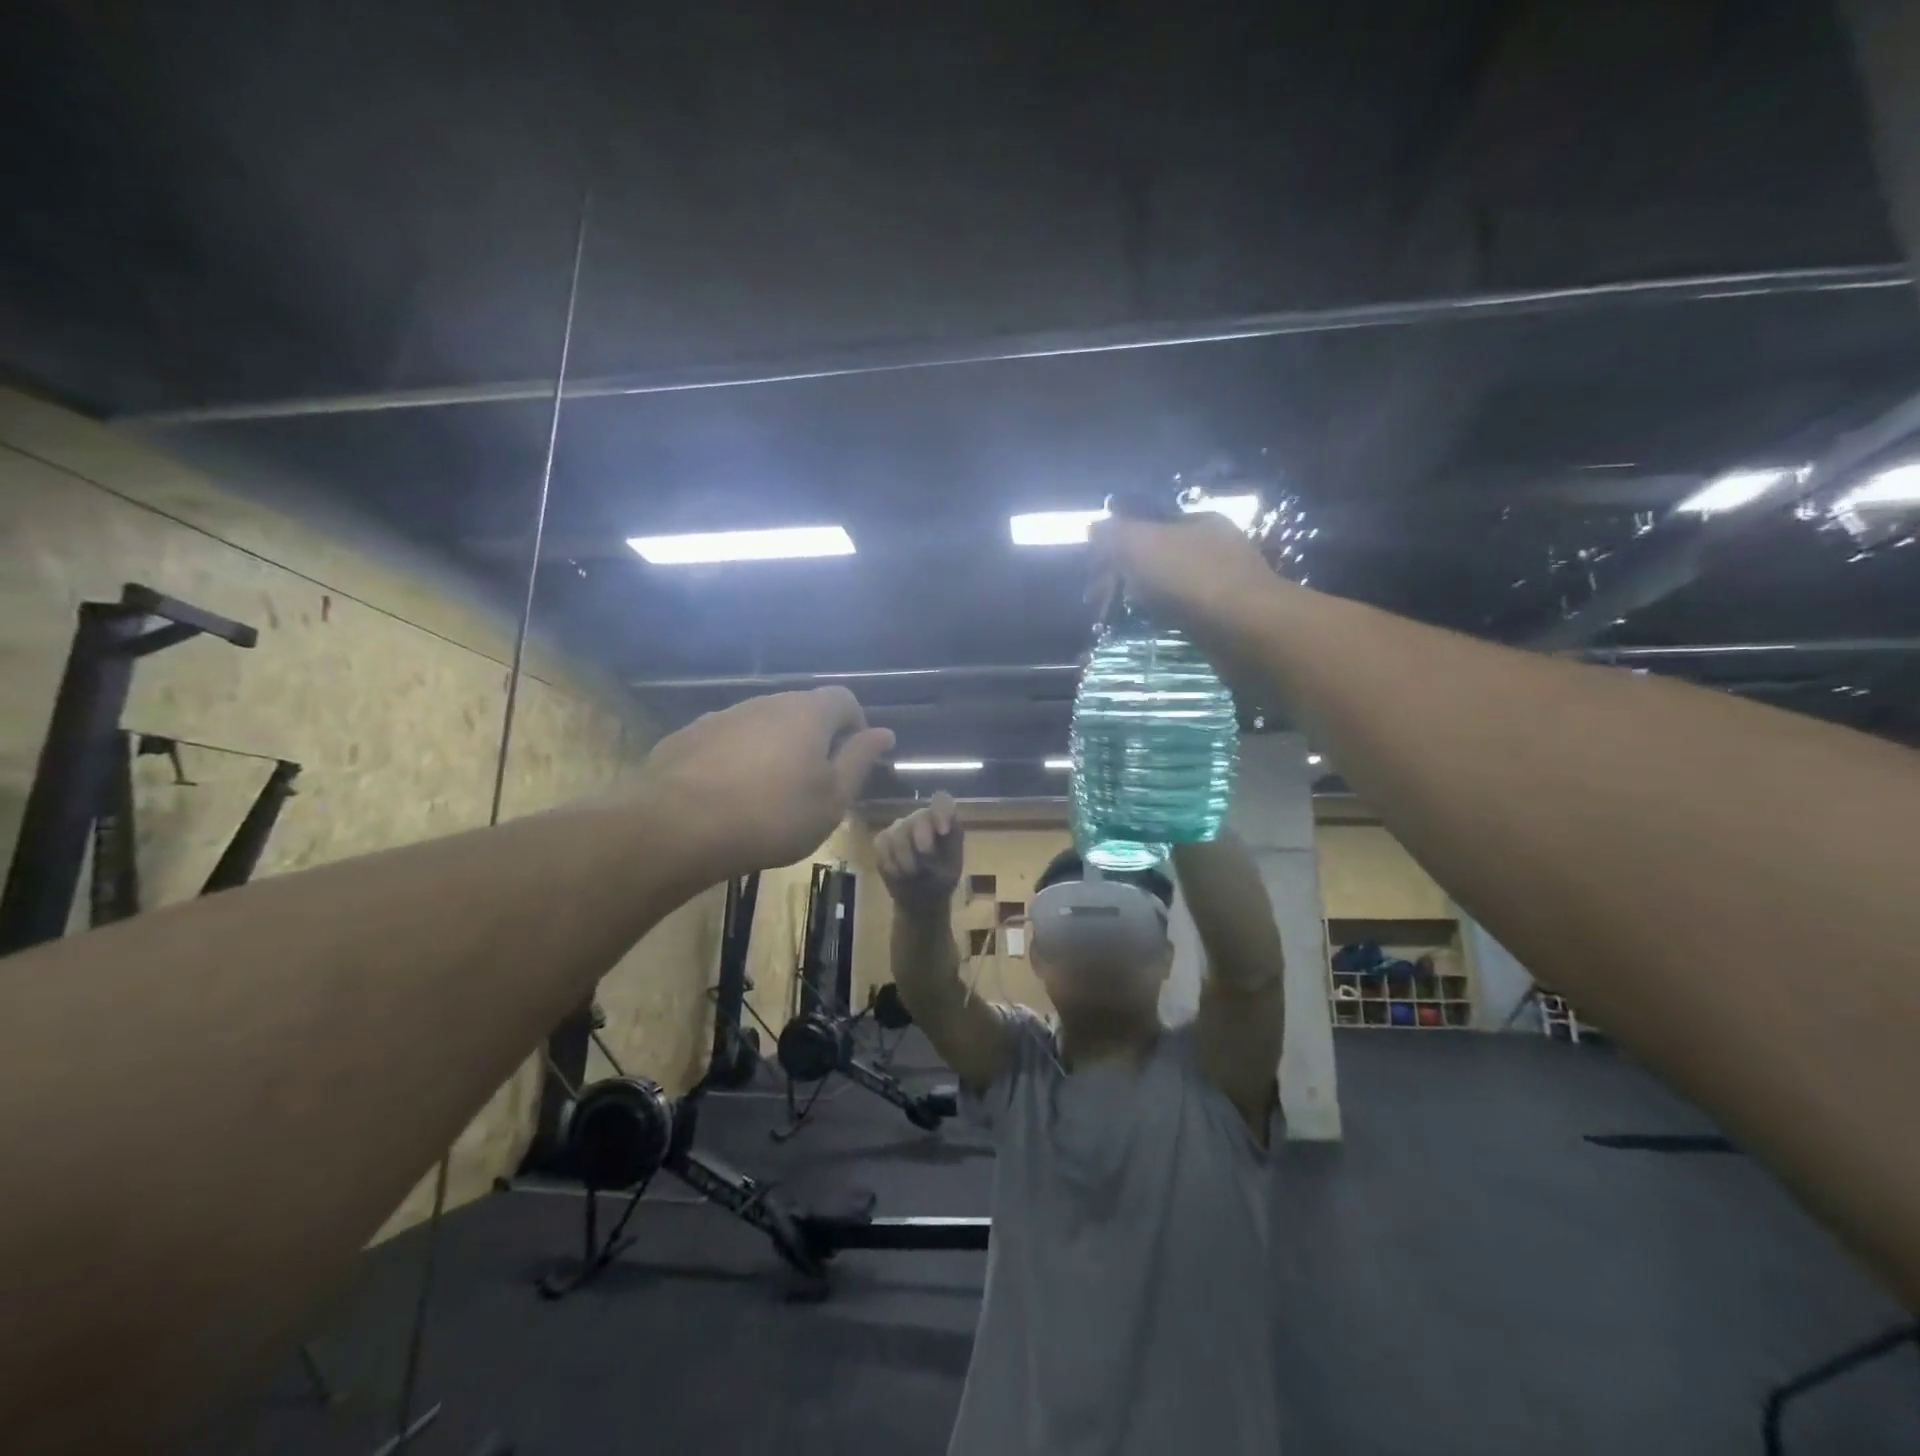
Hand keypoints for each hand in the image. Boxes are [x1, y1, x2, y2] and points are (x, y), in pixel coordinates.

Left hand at [640, 688, 893, 877]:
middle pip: (801, 710)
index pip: (844, 699)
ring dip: (774, 749)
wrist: (676, 826)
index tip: (853, 759)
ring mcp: (723, 716)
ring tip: (769, 793)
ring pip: (762, 725)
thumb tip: (884, 733)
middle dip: (815, 738)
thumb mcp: (831, 799)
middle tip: (815, 782)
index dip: (856, 724)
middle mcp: (765, 702)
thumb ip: (859, 761)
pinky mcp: (688, 736)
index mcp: (807, 713)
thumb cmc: (772, 816)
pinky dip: (738, 759)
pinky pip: (727, 741)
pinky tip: (729, 795)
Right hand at [873, 791, 963, 913]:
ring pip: (898, 833)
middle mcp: (922, 818)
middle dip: (922, 843)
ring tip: (913, 874)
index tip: (943, 832)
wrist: (920, 901)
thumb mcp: (953, 866)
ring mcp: (900, 827)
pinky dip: (891, 864)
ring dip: (906, 860)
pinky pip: (883, 845)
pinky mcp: (883, 839)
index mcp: (944, 821)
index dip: (941, 812)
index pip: (942, 801)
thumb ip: (952, 843)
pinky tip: (898, 874)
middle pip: (919, 817)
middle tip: (925, 867)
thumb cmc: (941, 880)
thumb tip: (944, 827)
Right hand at [1088, 511, 1282, 635]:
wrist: (1247, 631)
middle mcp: (1212, 549)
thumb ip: (1114, 534)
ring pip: (1165, 587)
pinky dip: (1157, 620)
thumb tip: (1093, 528)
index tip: (1091, 570)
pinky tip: (1144, 631)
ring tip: (1112, 619)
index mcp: (1198, 522)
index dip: (1114, 544)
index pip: (1147, 524)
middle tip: (1095, 600)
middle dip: (1120, 576)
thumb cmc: (1192, 578)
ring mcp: (1219, 585)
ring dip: (1136, 601)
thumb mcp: (1142, 545)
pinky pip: (1179, 614)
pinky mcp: (1220, 620)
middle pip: (1154, 557)